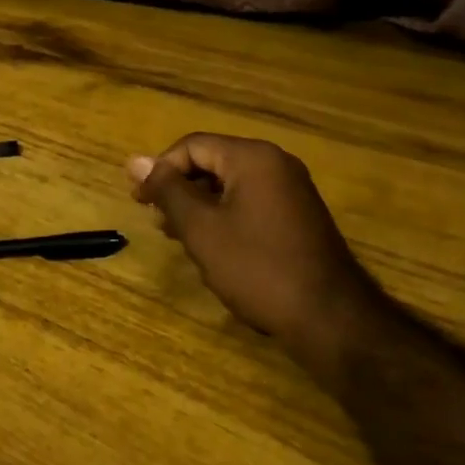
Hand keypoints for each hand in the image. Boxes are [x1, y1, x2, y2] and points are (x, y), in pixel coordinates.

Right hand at [129, 133, 375, 377]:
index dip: (160, 170)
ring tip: (177, 236)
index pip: (192, 146)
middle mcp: (276, 164)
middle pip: (212, 162)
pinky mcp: (298, 216)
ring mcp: (291, 190)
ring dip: (198, 206)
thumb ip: (167, 191)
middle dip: (179, 189)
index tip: (140, 203)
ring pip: (229, 185)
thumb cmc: (257, 267)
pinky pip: (249, 202)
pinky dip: (223, 217)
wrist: (330, 318)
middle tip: (157, 221)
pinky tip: (211, 246)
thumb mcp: (201, 228)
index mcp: (253, 158)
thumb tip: (135, 160)